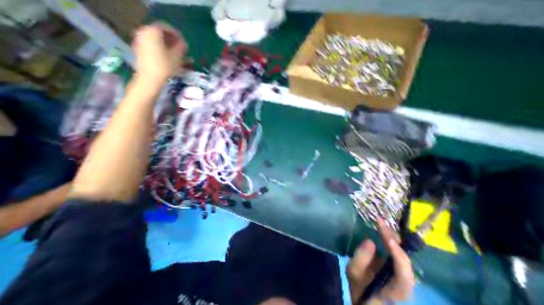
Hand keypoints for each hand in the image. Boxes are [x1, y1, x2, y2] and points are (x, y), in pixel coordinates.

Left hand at [132, 22, 187, 80]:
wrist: (150, 78)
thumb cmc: (165, 66)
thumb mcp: (177, 57)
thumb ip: (181, 47)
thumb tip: (184, 43)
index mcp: (153, 31)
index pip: (166, 28)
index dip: (177, 35)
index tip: (185, 43)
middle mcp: (144, 33)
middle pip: (160, 34)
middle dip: (172, 41)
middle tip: (182, 49)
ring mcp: (140, 42)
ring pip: (157, 42)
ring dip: (168, 48)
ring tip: (178, 56)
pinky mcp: (140, 51)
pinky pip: (153, 47)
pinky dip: (162, 51)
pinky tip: (170, 60)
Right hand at [346, 220, 414, 301]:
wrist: (366, 298)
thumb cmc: (359, 288)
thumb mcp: (354, 274)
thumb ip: (361, 260)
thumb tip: (370, 241)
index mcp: (396, 290)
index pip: (404, 276)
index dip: (399, 257)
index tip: (388, 239)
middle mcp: (404, 282)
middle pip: (405, 260)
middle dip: (393, 239)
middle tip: (379, 221)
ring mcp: (401, 273)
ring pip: (403, 254)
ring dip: (392, 237)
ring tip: (380, 223)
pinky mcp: (396, 266)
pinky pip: (396, 252)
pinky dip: (390, 239)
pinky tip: (382, 229)